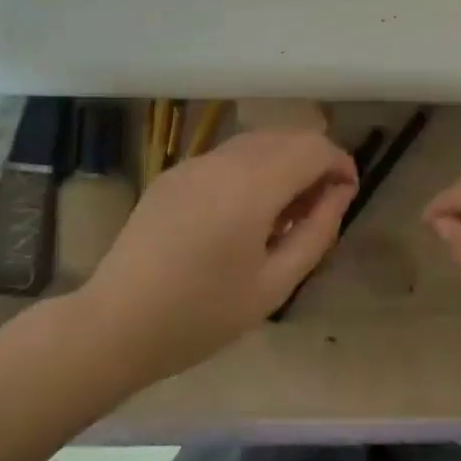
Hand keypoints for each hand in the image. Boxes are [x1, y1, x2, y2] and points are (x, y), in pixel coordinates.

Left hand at [78, 130, 358, 386]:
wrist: (115, 324)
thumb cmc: (201, 315)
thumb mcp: (273, 285)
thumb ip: (316, 232)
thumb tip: (339, 193)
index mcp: (251, 185)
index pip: (313, 147)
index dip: (339, 163)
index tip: (346, 194)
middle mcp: (223, 159)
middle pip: (286, 136)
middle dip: (313, 161)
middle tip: (316, 210)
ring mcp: (193, 162)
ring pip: (255, 142)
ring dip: (281, 163)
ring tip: (280, 215)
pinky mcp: (173, 173)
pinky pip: (226, 157)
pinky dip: (250, 169)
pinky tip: (241, 214)